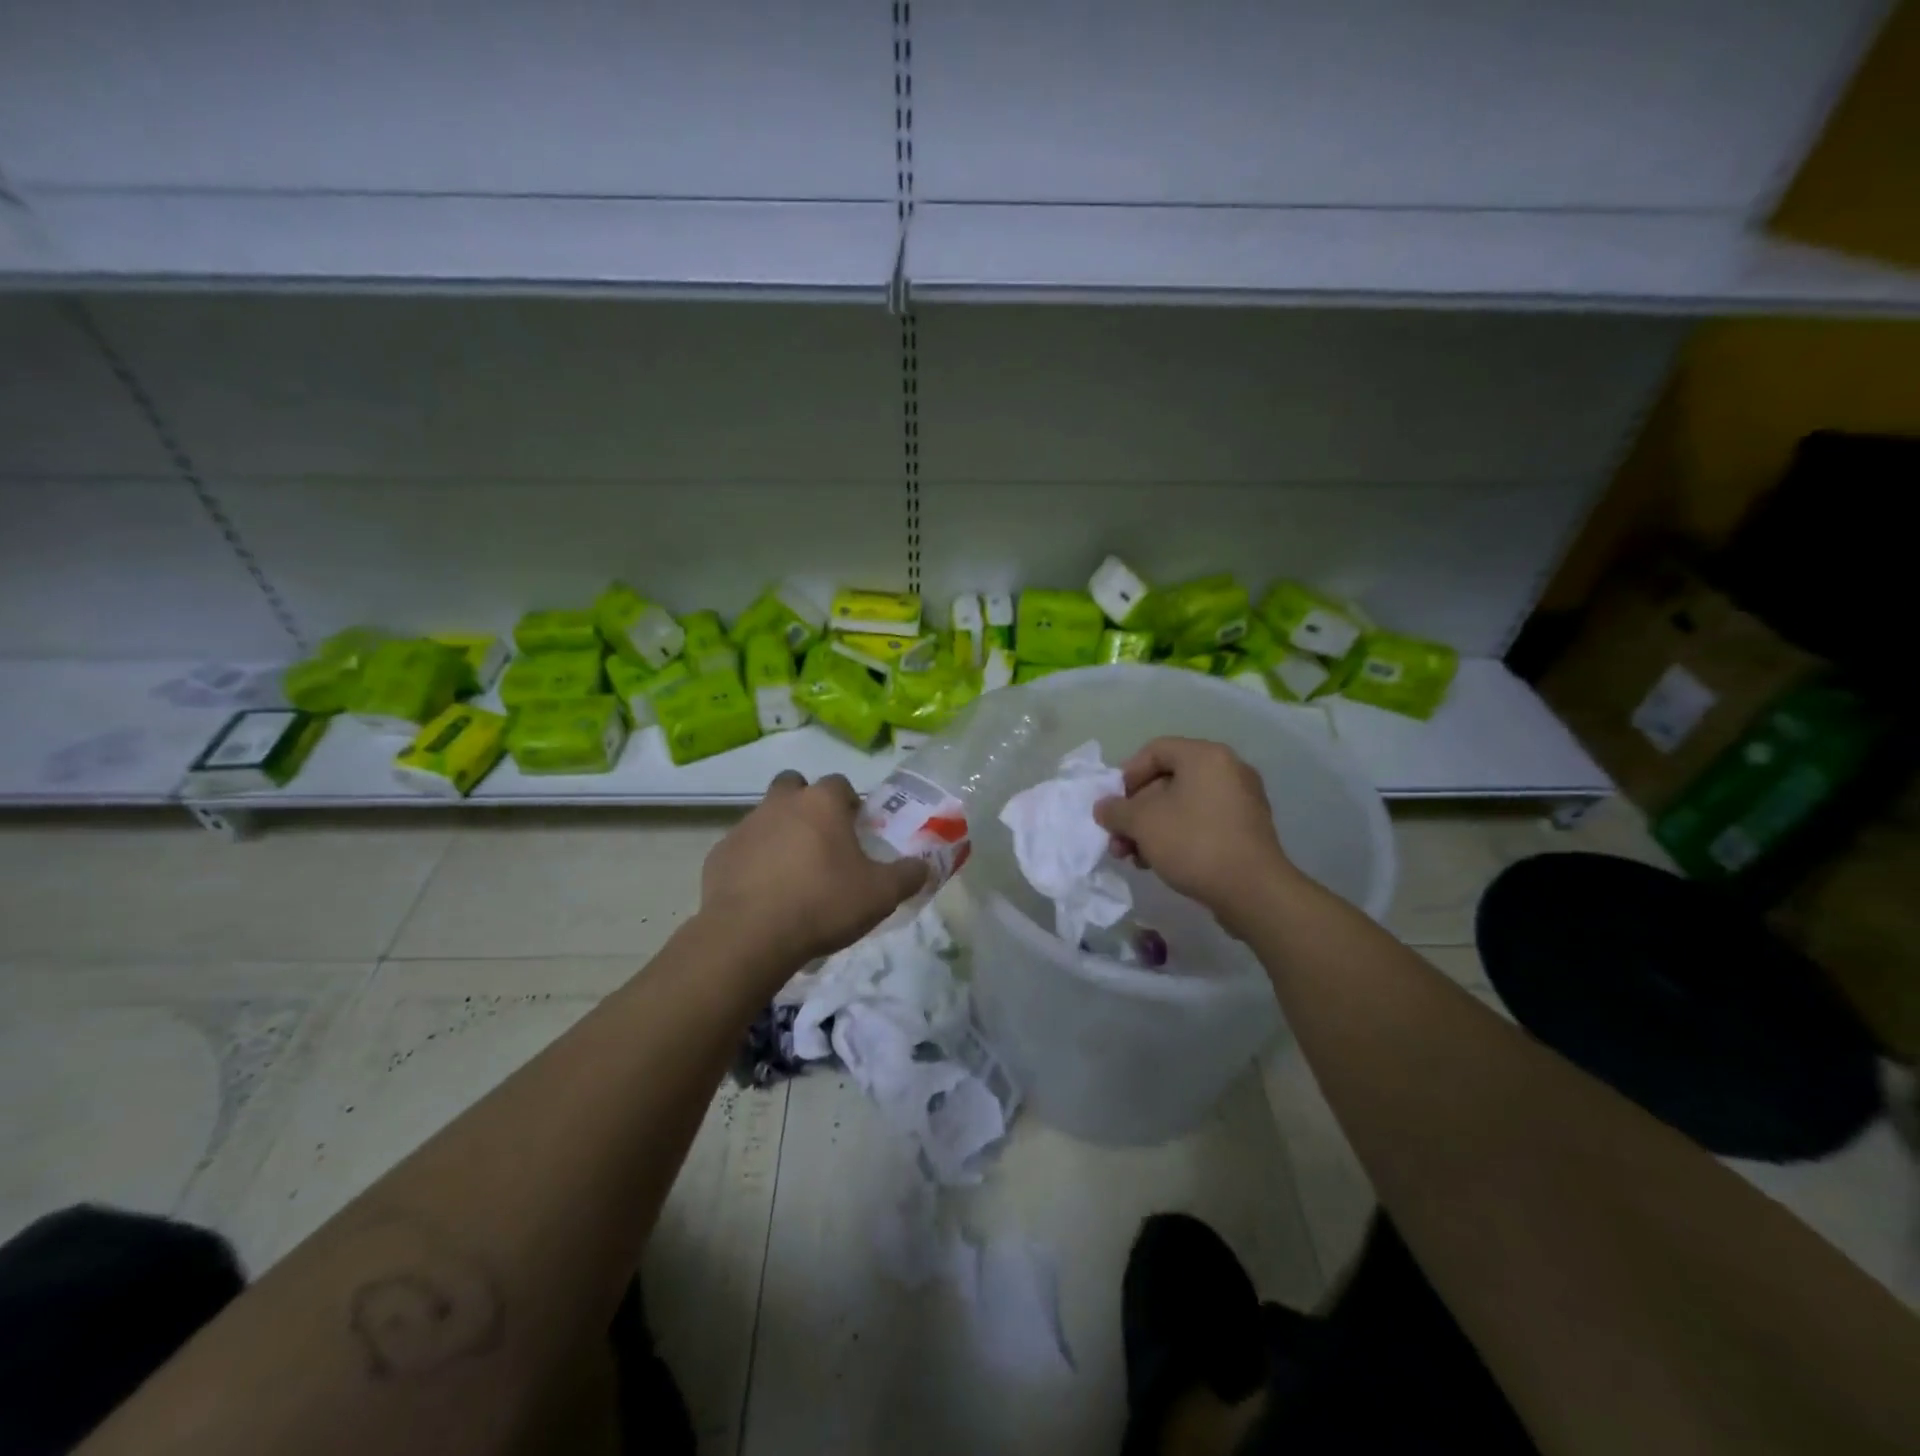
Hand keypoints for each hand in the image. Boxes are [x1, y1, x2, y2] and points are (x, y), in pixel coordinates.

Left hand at [701, 770, 928, 968]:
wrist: (750, 936)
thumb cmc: (823, 904)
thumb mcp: (880, 895)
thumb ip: (908, 875)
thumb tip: (925, 866)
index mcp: (821, 803)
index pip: (839, 783)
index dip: (850, 803)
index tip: (856, 829)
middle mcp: (781, 803)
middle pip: (794, 785)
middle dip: (806, 803)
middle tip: (821, 840)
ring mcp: (746, 826)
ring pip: (766, 815)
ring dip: (779, 833)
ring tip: (793, 873)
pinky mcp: (719, 854)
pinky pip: (743, 848)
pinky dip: (754, 861)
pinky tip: (764, 893)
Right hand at [1093, 737, 1294, 934]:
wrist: (1252, 891)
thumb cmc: (1193, 843)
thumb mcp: (1142, 823)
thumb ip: (1116, 810)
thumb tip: (1103, 807)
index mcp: (1205, 756)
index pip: (1155, 750)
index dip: (1127, 775)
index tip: (1114, 805)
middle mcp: (1228, 770)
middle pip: (1167, 780)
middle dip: (1136, 811)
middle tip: (1118, 839)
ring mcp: (1241, 801)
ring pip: (1183, 805)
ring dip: (1152, 828)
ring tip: (1134, 857)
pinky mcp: (1246, 829)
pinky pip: (1202, 822)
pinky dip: (1177, 836)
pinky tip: (1159, 862)